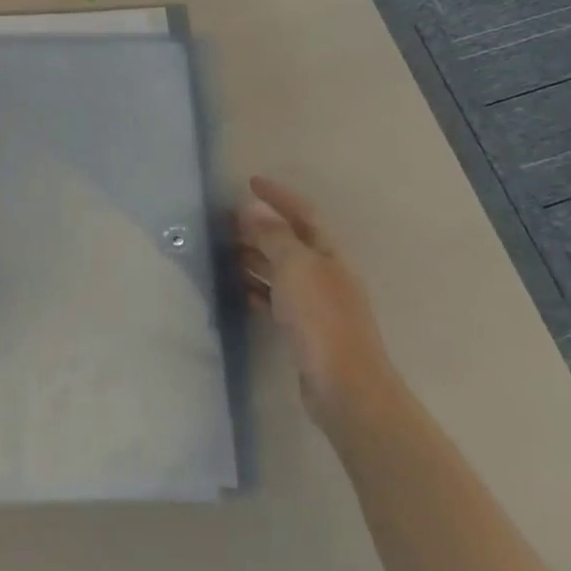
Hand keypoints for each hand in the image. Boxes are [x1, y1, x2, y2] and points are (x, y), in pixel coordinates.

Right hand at [237, 175, 394, 427]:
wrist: (345, 388)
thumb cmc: (321, 319)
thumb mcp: (295, 267)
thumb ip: (273, 237)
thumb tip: (254, 211)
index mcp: (328, 254)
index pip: (303, 214)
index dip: (279, 196)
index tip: (251, 182)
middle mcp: (325, 275)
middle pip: (290, 242)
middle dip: (260, 228)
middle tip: (226, 221)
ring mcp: (317, 306)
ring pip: (281, 272)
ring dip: (255, 258)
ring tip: (224, 253)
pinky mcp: (305, 333)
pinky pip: (277, 301)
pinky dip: (258, 290)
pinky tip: (239, 290)